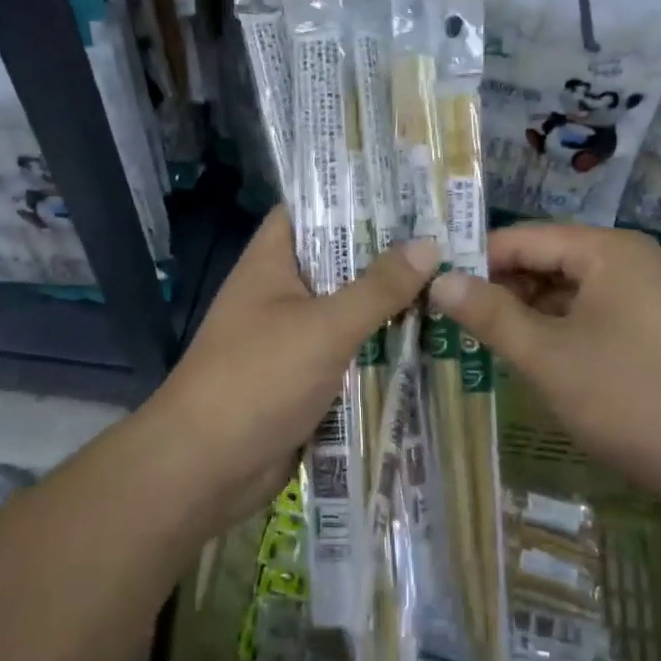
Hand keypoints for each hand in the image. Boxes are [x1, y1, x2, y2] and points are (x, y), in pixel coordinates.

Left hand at [152, 207, 437, 526]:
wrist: (205, 469)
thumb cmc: (258, 378)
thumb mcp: (324, 327)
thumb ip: (378, 288)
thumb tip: (429, 244)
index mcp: (272, 261)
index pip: (310, 208)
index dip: (353, 196)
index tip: (407, 192)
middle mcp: (281, 291)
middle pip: (339, 261)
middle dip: (388, 255)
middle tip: (451, 239)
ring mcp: (292, 336)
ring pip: (348, 310)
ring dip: (390, 306)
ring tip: (455, 285)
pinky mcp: (304, 378)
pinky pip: (349, 353)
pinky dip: (380, 350)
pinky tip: (431, 342)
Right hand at [428, 224, 660, 505]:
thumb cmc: (633, 399)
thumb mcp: (549, 357)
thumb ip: (490, 315)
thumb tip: (438, 281)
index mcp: (606, 251)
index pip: (522, 237)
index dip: (474, 260)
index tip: (431, 287)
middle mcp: (628, 260)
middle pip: (546, 261)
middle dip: (499, 288)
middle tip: (449, 319)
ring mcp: (646, 295)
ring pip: (566, 291)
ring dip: (525, 313)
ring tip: (480, 340)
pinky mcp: (653, 330)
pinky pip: (590, 315)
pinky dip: (557, 331)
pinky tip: (530, 358)